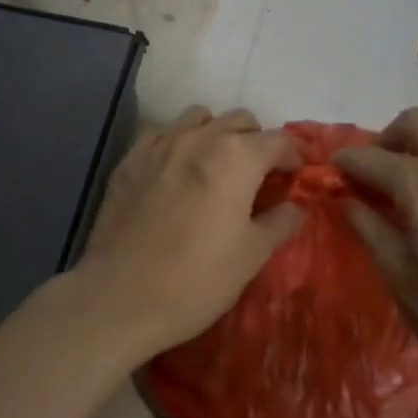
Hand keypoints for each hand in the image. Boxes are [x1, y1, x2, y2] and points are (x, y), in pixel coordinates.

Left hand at [78, 107, 303, 360]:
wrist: (121, 298)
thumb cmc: (197, 280)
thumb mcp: (252, 255)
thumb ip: (280, 222)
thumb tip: (295, 206)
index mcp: (236, 158)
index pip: (278, 141)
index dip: (294, 157)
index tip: (296, 178)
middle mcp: (198, 139)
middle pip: (239, 121)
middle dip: (256, 142)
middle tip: (258, 176)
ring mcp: (158, 146)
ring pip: (198, 118)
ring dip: (215, 134)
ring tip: (216, 167)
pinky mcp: (128, 162)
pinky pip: (160, 134)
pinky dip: (177, 142)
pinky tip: (176, 171)